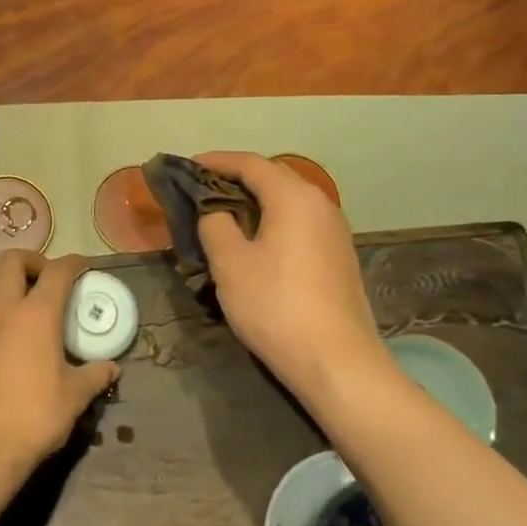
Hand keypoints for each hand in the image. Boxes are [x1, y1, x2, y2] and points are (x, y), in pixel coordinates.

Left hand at [0, 251, 119, 472]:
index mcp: (37, 314)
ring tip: (19, 292)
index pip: (58, 271)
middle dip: (32, 259)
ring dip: (5, 275)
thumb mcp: (75, 396)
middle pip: (13, 259)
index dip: (73, 263)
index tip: (83, 266)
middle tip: (46, 276)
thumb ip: (95, 375)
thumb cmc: (35, 415)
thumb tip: (112, 367)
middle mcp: (4, 306)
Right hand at [194, 152, 386, 403]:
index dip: (216, 161)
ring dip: (254, 201)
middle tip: (201, 189)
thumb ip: (214, 223)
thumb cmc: (276, 306)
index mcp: (294, 197)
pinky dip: (272, 220)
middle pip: (273, 177)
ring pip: (287, 201)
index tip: (188, 166)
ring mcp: (334, 231)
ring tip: (222, 214)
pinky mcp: (338, 256)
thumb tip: (214, 210)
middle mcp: (320, 204)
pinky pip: (298, 222)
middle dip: (235, 178)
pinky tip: (253, 241)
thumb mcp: (229, 262)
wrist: (338, 364)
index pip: (250, 163)